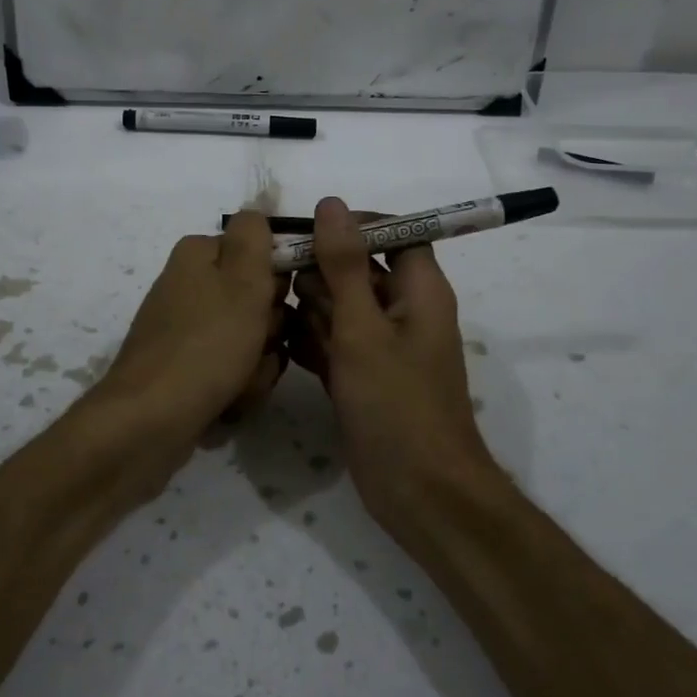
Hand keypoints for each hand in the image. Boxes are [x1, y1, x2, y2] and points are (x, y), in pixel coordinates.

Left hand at [89, 210, 287, 463]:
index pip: (261, 253)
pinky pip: (232, 372)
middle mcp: (190, 286)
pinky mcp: (186, 369)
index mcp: (199, 255)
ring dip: (258, 366)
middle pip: (258, 300)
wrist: (151, 421)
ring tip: (239, 384)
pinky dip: (238, 388)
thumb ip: (255, 235)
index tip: (278, 304)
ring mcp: (186, 330)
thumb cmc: (206, 344)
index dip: (279, 281)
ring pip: (252, 341)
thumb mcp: (242, 280)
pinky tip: (227, 405)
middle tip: (257, 347)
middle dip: (270, 331)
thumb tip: (258, 206)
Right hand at [286, 197, 496, 529]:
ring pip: (339, 307)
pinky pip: (332, 343)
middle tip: (283, 292)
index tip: (306, 238)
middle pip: (357, 269)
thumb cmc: (397, 405)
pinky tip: (282, 348)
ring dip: (308, 311)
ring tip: (276, 321)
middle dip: (319, 276)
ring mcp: (381, 346)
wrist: (419, 493)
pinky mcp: (362, 376)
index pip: (392, 232)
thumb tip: (331, 204)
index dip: (352, 228)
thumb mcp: (364, 328)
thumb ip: (345, 265)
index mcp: (420, 289)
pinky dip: (310, 343)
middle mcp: (403, 311)